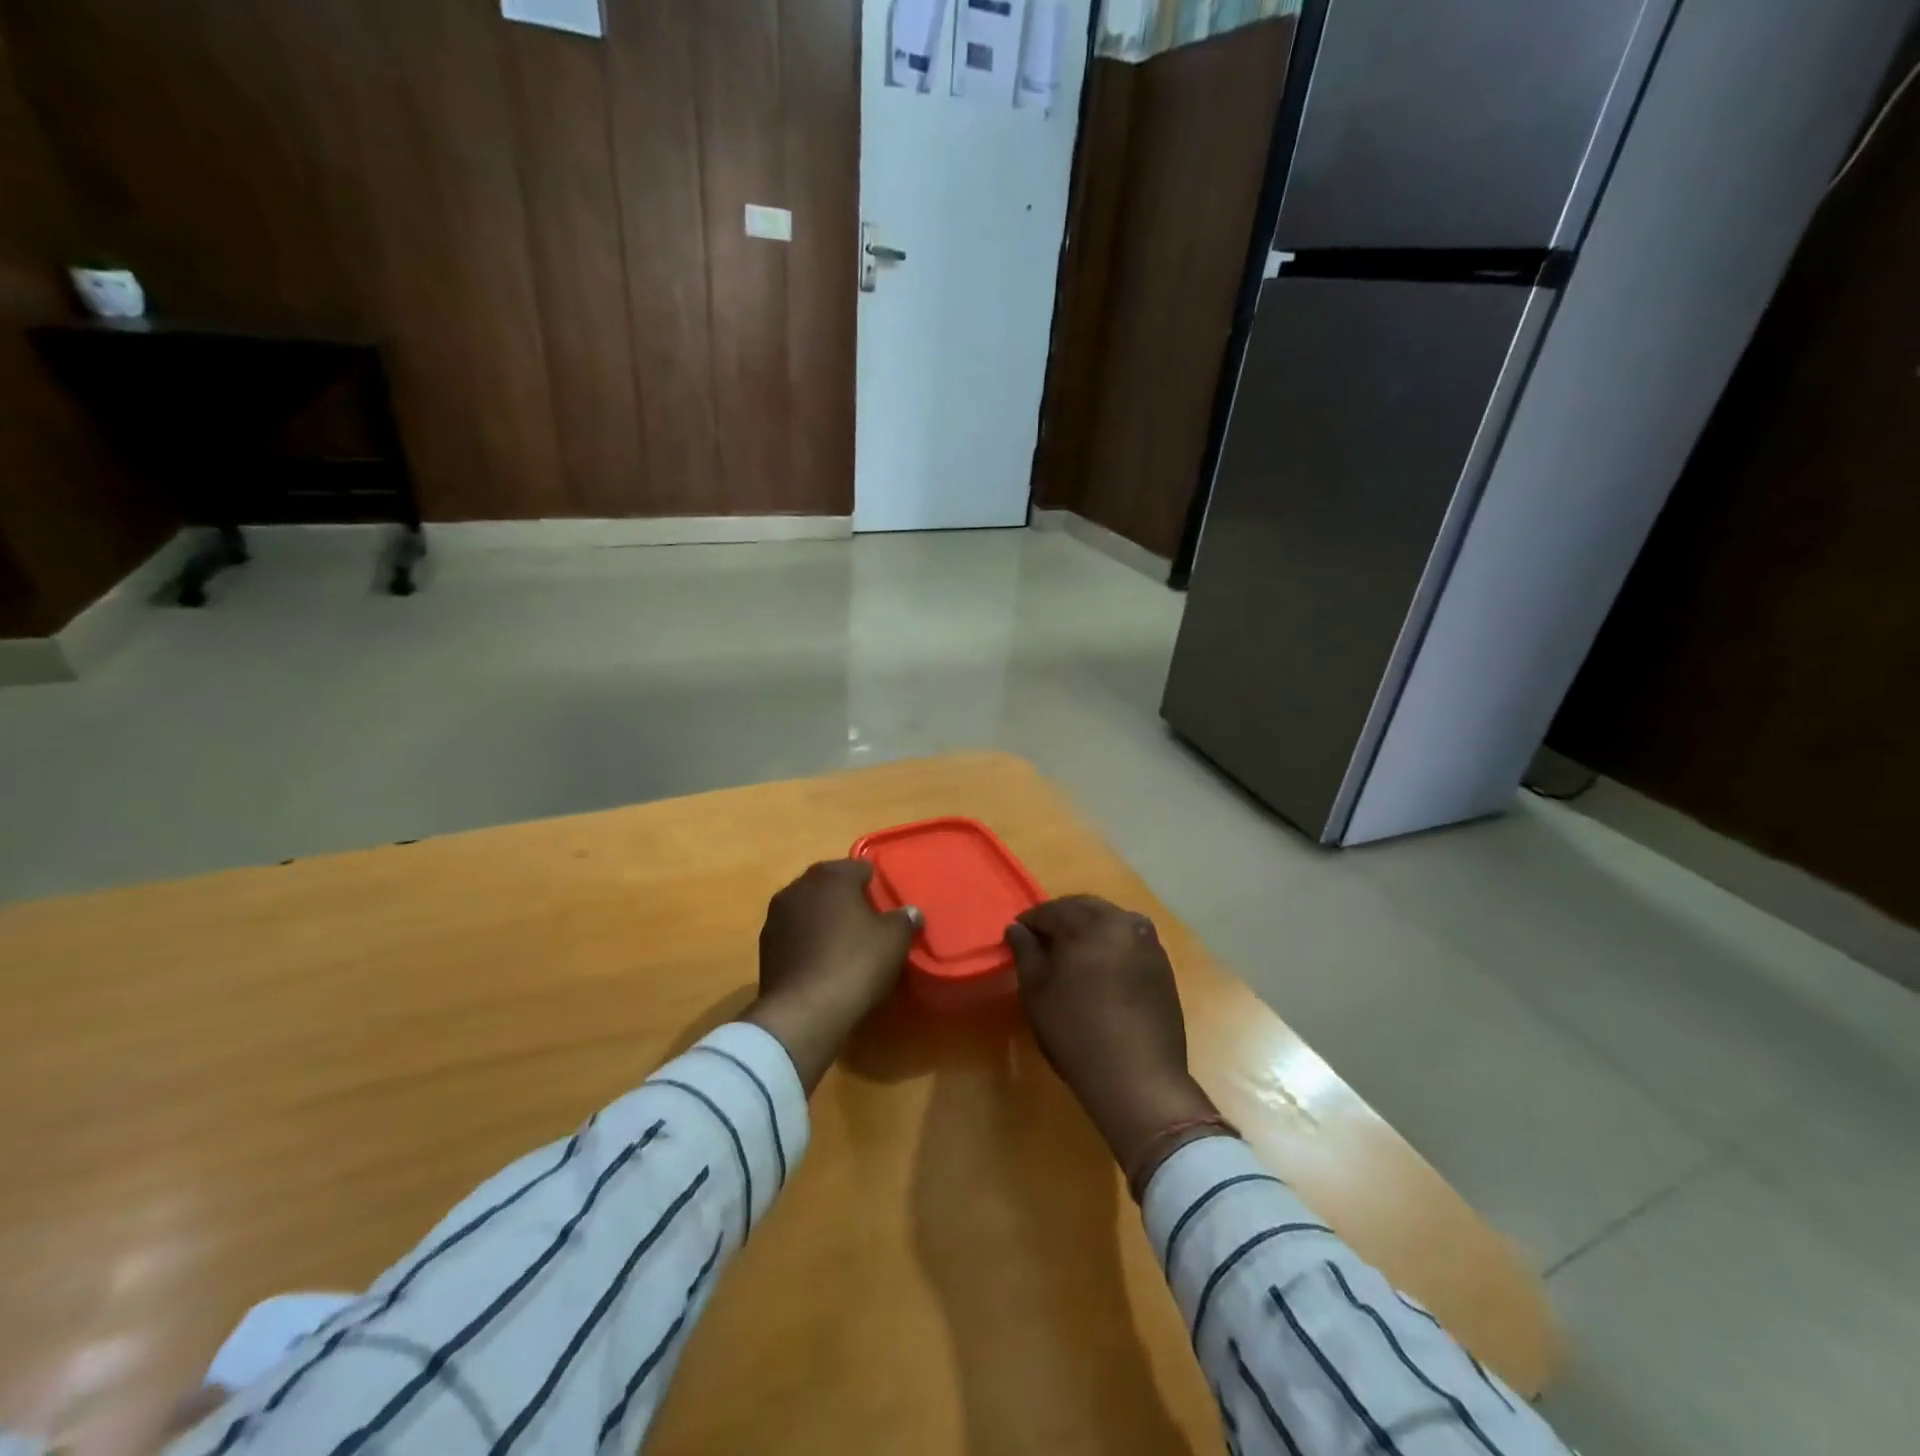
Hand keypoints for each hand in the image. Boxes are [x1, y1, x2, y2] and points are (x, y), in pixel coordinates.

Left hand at [744, 860, 920, 1091]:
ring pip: (808, 909)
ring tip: (843, 945)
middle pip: (830, 885)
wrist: (803, 1012)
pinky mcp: (764, 946)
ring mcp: (776, 916)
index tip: (886, 907)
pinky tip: (821, 963)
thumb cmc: (854, 963)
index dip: (874, 885)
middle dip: (847, 900)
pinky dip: (807, 941)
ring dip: (823, 920)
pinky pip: (794, 934)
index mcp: (831, 876)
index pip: (859, 868)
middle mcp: (798, 887)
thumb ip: (904, 919)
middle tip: (868, 924)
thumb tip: (910, 912)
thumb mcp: (894, 940)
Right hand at [1006, 897, 1221, 1185]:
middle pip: (1084, 908)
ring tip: (1070, 956)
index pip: (1051, 910)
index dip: (1030, 922)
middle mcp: (1124, 922)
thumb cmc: (1076, 1032)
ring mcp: (1149, 942)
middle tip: (1042, 943)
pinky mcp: (1163, 965)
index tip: (1017, 938)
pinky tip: (1100, 969)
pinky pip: (1129, 941)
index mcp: (1091, 922)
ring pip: (1110, 921)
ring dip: (1088, 929)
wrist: (1139, 1078)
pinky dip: (1110, 945)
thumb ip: (1025, 952)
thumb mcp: (1037, 992)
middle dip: (1061, 919)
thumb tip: (1017, 929)